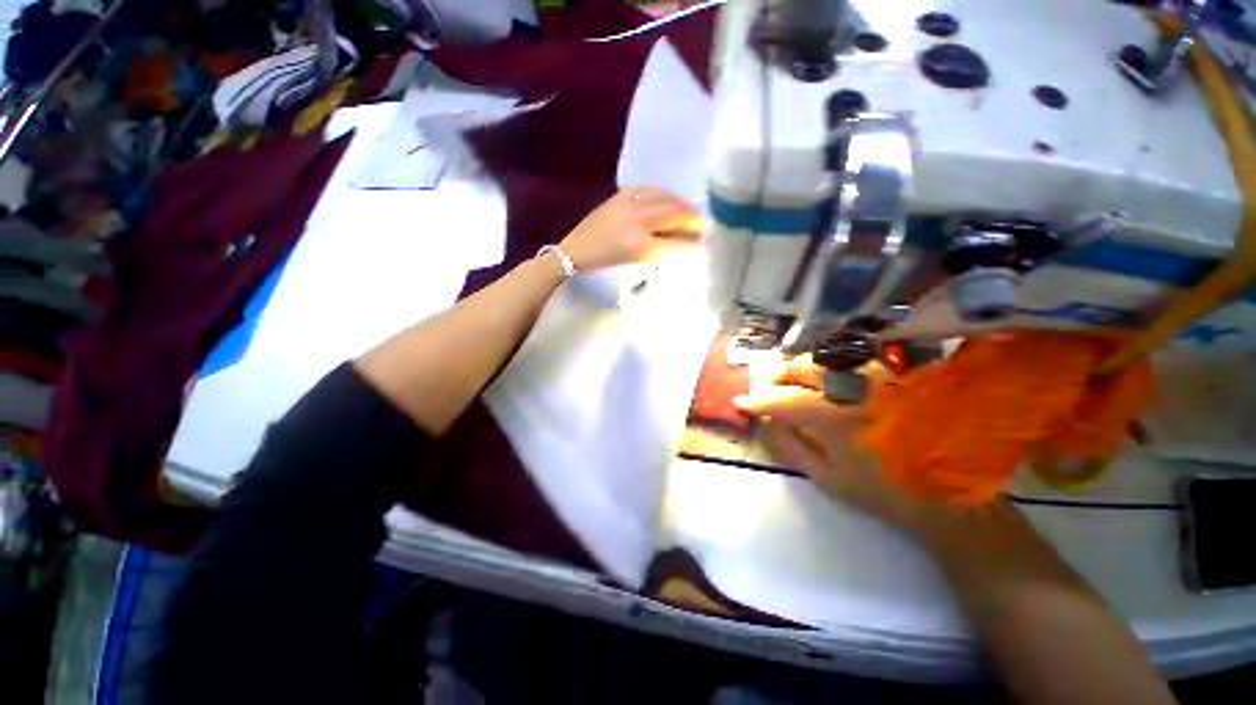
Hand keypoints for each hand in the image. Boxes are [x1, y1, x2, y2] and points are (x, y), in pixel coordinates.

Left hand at [559, 187, 699, 271]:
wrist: (574, 254)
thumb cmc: (604, 266)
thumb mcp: (634, 266)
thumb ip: (660, 255)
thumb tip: (683, 246)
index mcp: (641, 246)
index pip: (677, 243)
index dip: (695, 244)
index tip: (706, 245)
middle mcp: (638, 222)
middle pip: (675, 214)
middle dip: (694, 219)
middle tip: (705, 225)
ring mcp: (628, 205)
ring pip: (665, 198)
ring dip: (682, 204)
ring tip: (691, 211)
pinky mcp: (620, 196)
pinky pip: (649, 189)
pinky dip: (664, 194)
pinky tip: (669, 199)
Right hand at [733, 359, 921, 531]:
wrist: (947, 496)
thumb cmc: (881, 492)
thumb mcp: (826, 477)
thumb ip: (790, 445)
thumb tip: (766, 420)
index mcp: (838, 419)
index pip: (784, 400)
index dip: (759, 400)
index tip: (741, 401)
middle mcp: (857, 390)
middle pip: (804, 368)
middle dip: (778, 377)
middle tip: (769, 391)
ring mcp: (879, 379)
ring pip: (826, 360)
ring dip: (802, 371)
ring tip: (795, 387)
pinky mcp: (895, 378)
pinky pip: (851, 363)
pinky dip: (829, 370)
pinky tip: (827, 384)